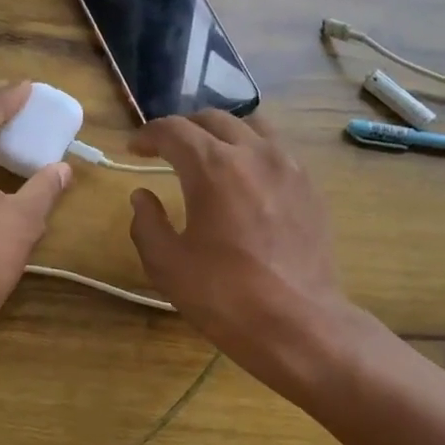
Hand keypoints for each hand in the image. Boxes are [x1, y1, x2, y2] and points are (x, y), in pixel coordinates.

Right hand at [127, 110, 355, 387]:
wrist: (298, 324)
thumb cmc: (225, 296)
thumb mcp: (168, 265)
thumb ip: (147, 223)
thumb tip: (143, 196)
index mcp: (213, 167)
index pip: (174, 130)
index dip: (148, 135)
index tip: (134, 149)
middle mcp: (254, 153)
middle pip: (214, 119)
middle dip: (184, 129)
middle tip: (167, 150)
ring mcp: (289, 167)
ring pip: (252, 127)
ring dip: (223, 133)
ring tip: (210, 156)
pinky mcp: (310, 188)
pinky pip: (277, 151)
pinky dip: (253, 152)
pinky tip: (246, 181)